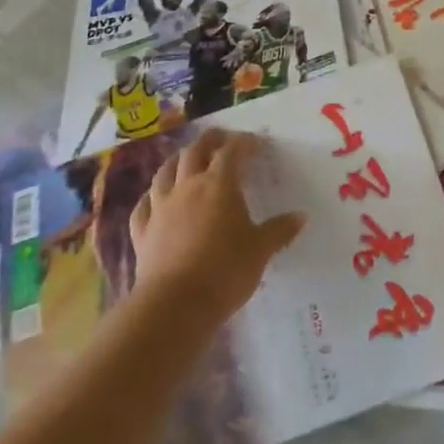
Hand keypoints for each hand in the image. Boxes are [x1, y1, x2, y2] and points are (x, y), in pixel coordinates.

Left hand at [129, 129, 304, 324]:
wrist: (175, 305)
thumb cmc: (225, 271)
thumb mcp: (261, 250)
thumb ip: (279, 230)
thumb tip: (301, 216)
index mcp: (219, 185)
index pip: (232, 151)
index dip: (244, 142)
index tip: (256, 143)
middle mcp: (187, 187)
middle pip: (194, 151)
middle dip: (209, 140)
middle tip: (220, 138)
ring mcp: (161, 208)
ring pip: (165, 172)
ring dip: (177, 160)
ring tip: (186, 159)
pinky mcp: (142, 232)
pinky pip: (143, 205)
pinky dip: (151, 196)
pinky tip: (154, 198)